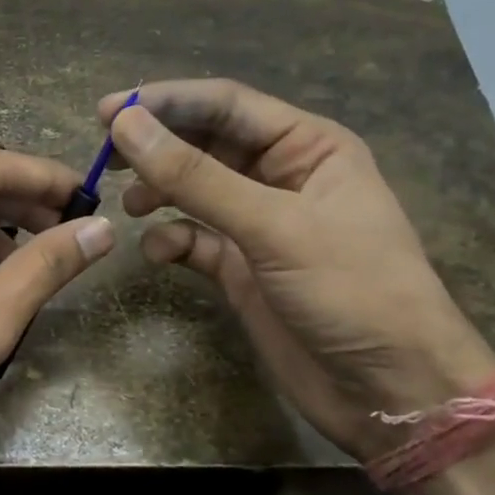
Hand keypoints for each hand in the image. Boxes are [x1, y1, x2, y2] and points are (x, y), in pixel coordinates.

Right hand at [101, 80, 494, 459]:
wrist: (390, 393)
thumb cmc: (352, 291)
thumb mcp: (274, 227)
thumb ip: (196, 176)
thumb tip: (125, 124)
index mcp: (308, 147)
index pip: (225, 105)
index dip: (165, 102)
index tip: (106, 112)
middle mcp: (281, 177)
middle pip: (204, 144)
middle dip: (156, 147)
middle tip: (104, 157)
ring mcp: (259, 225)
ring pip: (194, 190)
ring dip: (159, 192)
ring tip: (129, 205)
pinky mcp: (241, 268)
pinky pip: (193, 239)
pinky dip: (170, 241)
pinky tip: (157, 253)